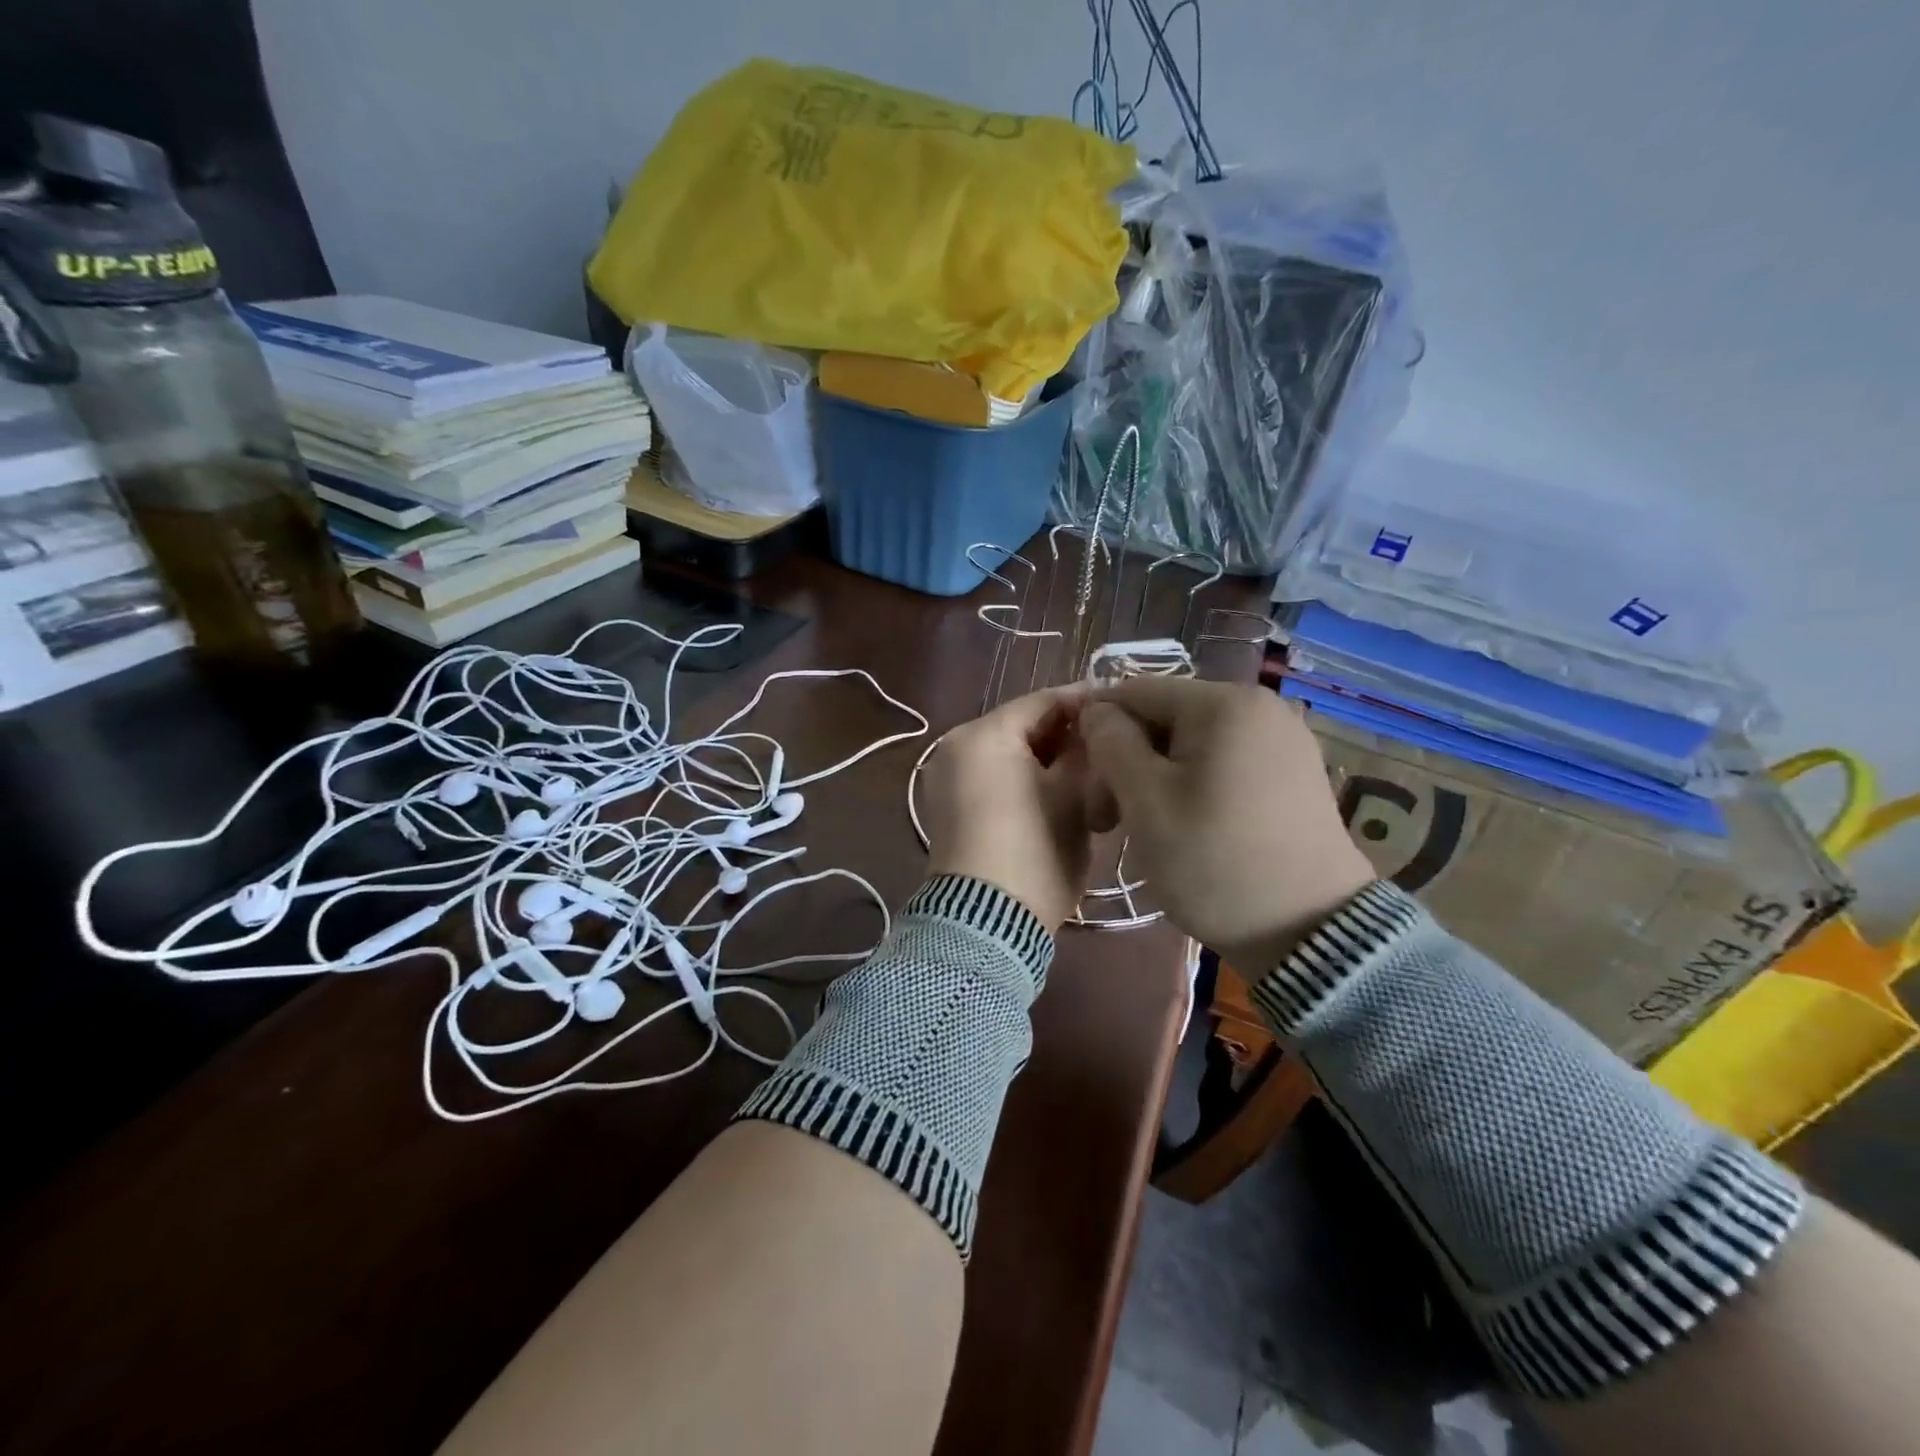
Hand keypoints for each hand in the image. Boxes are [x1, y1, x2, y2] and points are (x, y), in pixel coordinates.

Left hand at [922, 688, 1114, 932]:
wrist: (986, 922)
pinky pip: (992, 777)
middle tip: (1110, 745)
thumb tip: (1093, 725)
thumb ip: (1085, 748)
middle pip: (1022, 726)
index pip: (1043, 701)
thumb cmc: (1036, 850)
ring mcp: (947, 777)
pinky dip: (1023, 779)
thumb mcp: (1073, 795)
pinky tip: (1057, 794)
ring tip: (1090, 773)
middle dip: (1066, 734)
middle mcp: (955, 745)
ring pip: (1008, 753)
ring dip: (1047, 759)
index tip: (1121, 707)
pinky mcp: (948, 808)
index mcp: (983, 733)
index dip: (1085, 701)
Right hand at [1079, 678, 1373, 970]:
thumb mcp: (1145, 801)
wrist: (1310, 932)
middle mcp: (1260, 706)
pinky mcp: (1293, 773)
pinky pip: (1224, 762)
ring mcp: (1283, 739)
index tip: (1082, 782)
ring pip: (1192, 742)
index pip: (1134, 692)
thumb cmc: (1214, 861)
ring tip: (1144, 826)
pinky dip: (1193, 784)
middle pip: (1165, 717)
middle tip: (1107, 819)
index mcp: (1224, 702)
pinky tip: (1186, 824)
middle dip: (1128, 759)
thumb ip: (1110, 742)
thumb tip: (1095, 710)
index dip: (1096, 729)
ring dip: (1156, 776)